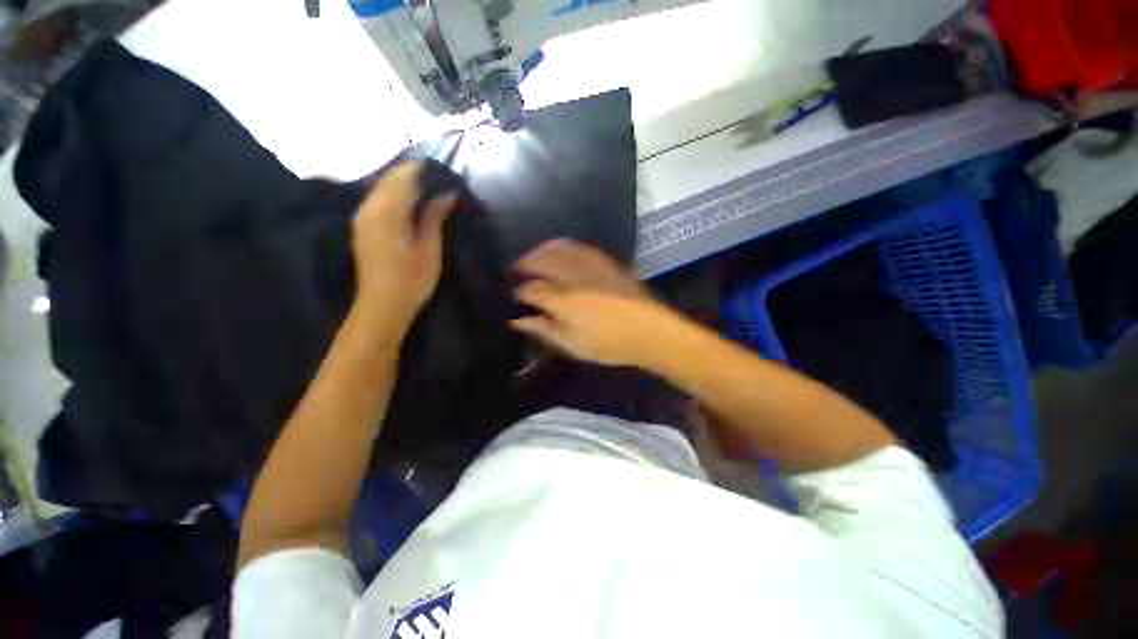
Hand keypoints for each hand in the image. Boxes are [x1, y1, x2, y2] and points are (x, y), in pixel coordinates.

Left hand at [351, 162, 456, 336]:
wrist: (382, 305)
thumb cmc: (412, 280)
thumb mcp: (430, 250)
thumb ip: (434, 218)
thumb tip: (447, 194)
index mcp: (388, 213)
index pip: (404, 178)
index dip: (422, 170)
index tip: (442, 170)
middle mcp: (369, 208)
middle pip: (389, 179)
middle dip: (412, 174)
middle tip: (438, 179)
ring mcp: (362, 217)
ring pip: (381, 187)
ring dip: (402, 183)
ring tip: (427, 189)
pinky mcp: (361, 226)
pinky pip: (376, 199)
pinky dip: (392, 194)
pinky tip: (408, 202)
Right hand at [510, 239, 672, 366]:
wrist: (650, 330)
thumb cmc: (609, 343)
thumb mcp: (572, 343)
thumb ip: (543, 329)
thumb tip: (518, 320)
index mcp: (563, 299)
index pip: (530, 290)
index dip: (518, 293)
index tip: (514, 298)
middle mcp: (572, 276)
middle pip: (540, 262)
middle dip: (524, 265)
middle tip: (515, 272)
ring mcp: (589, 264)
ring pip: (556, 249)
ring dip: (539, 252)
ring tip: (531, 259)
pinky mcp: (604, 260)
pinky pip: (576, 246)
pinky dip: (560, 246)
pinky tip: (557, 252)